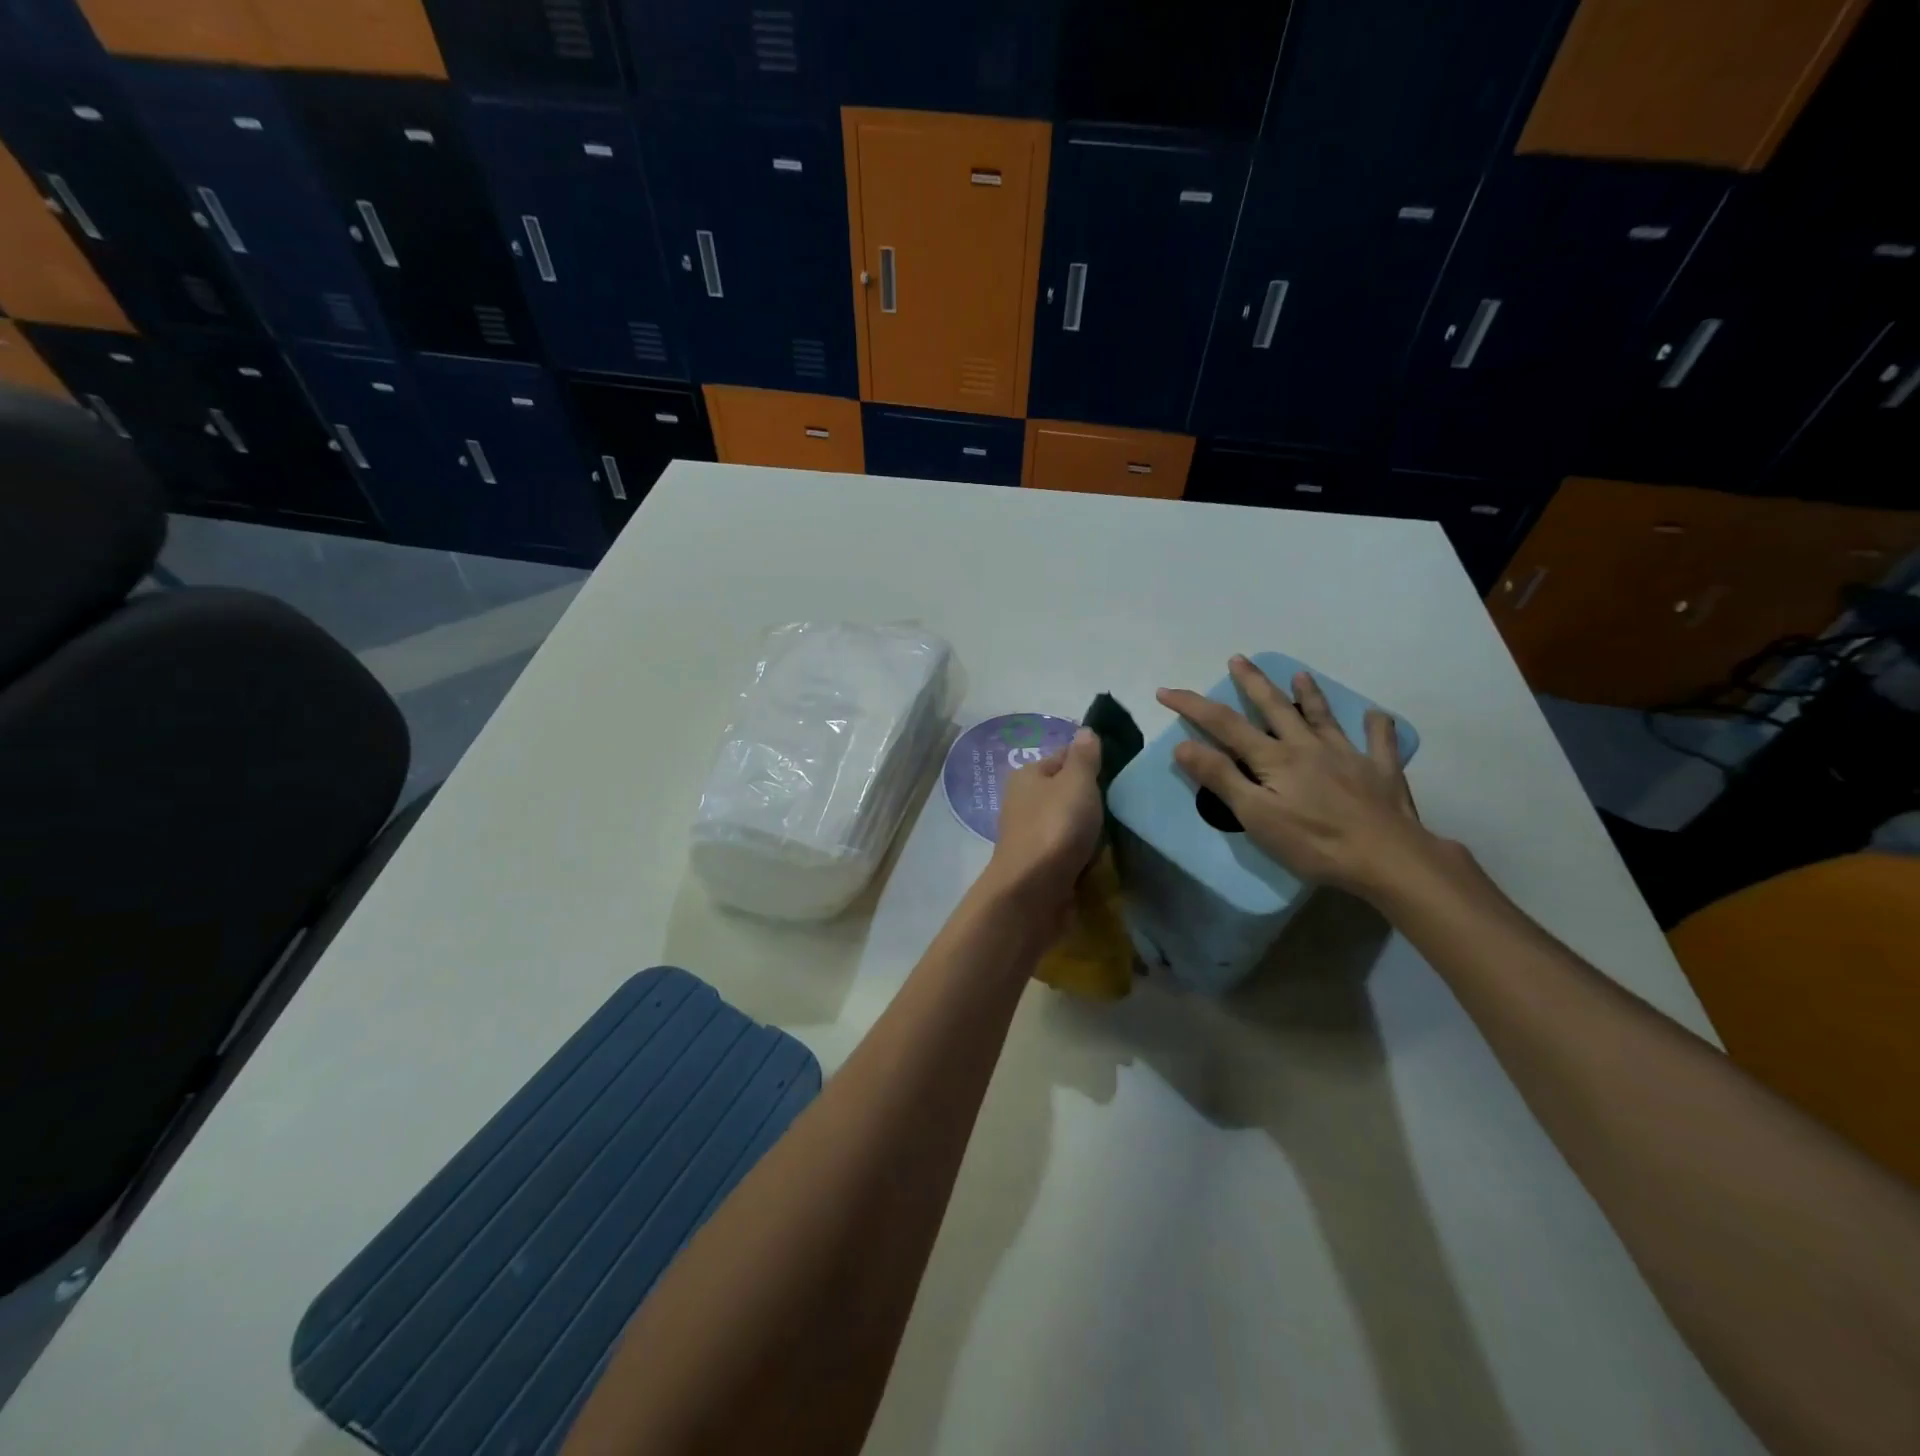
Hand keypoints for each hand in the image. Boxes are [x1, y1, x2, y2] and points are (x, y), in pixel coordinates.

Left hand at [987, 727, 1103, 905]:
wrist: (1032, 891)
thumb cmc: (1055, 826)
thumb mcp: (1076, 782)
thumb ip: (1084, 757)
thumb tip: (1085, 731)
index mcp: (1027, 775)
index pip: (1064, 756)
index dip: (1091, 761)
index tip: (1119, 773)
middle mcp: (1023, 801)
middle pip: (1066, 791)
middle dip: (1091, 799)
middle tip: (1123, 804)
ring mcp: (1030, 834)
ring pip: (1068, 822)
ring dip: (1089, 829)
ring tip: (1117, 833)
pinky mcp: (1039, 864)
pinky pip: (1067, 850)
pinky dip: (1082, 853)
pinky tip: (1099, 858)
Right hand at [1158, 656, 1440, 900]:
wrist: (1388, 858)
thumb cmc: (1314, 842)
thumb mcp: (1256, 815)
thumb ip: (1221, 777)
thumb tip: (1182, 745)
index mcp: (1274, 758)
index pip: (1224, 724)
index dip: (1193, 706)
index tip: (1166, 691)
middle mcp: (1308, 747)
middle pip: (1274, 707)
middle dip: (1252, 682)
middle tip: (1238, 659)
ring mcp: (1348, 756)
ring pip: (1323, 717)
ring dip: (1309, 695)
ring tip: (1299, 675)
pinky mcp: (1380, 772)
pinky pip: (1379, 742)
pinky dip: (1377, 727)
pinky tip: (1377, 716)